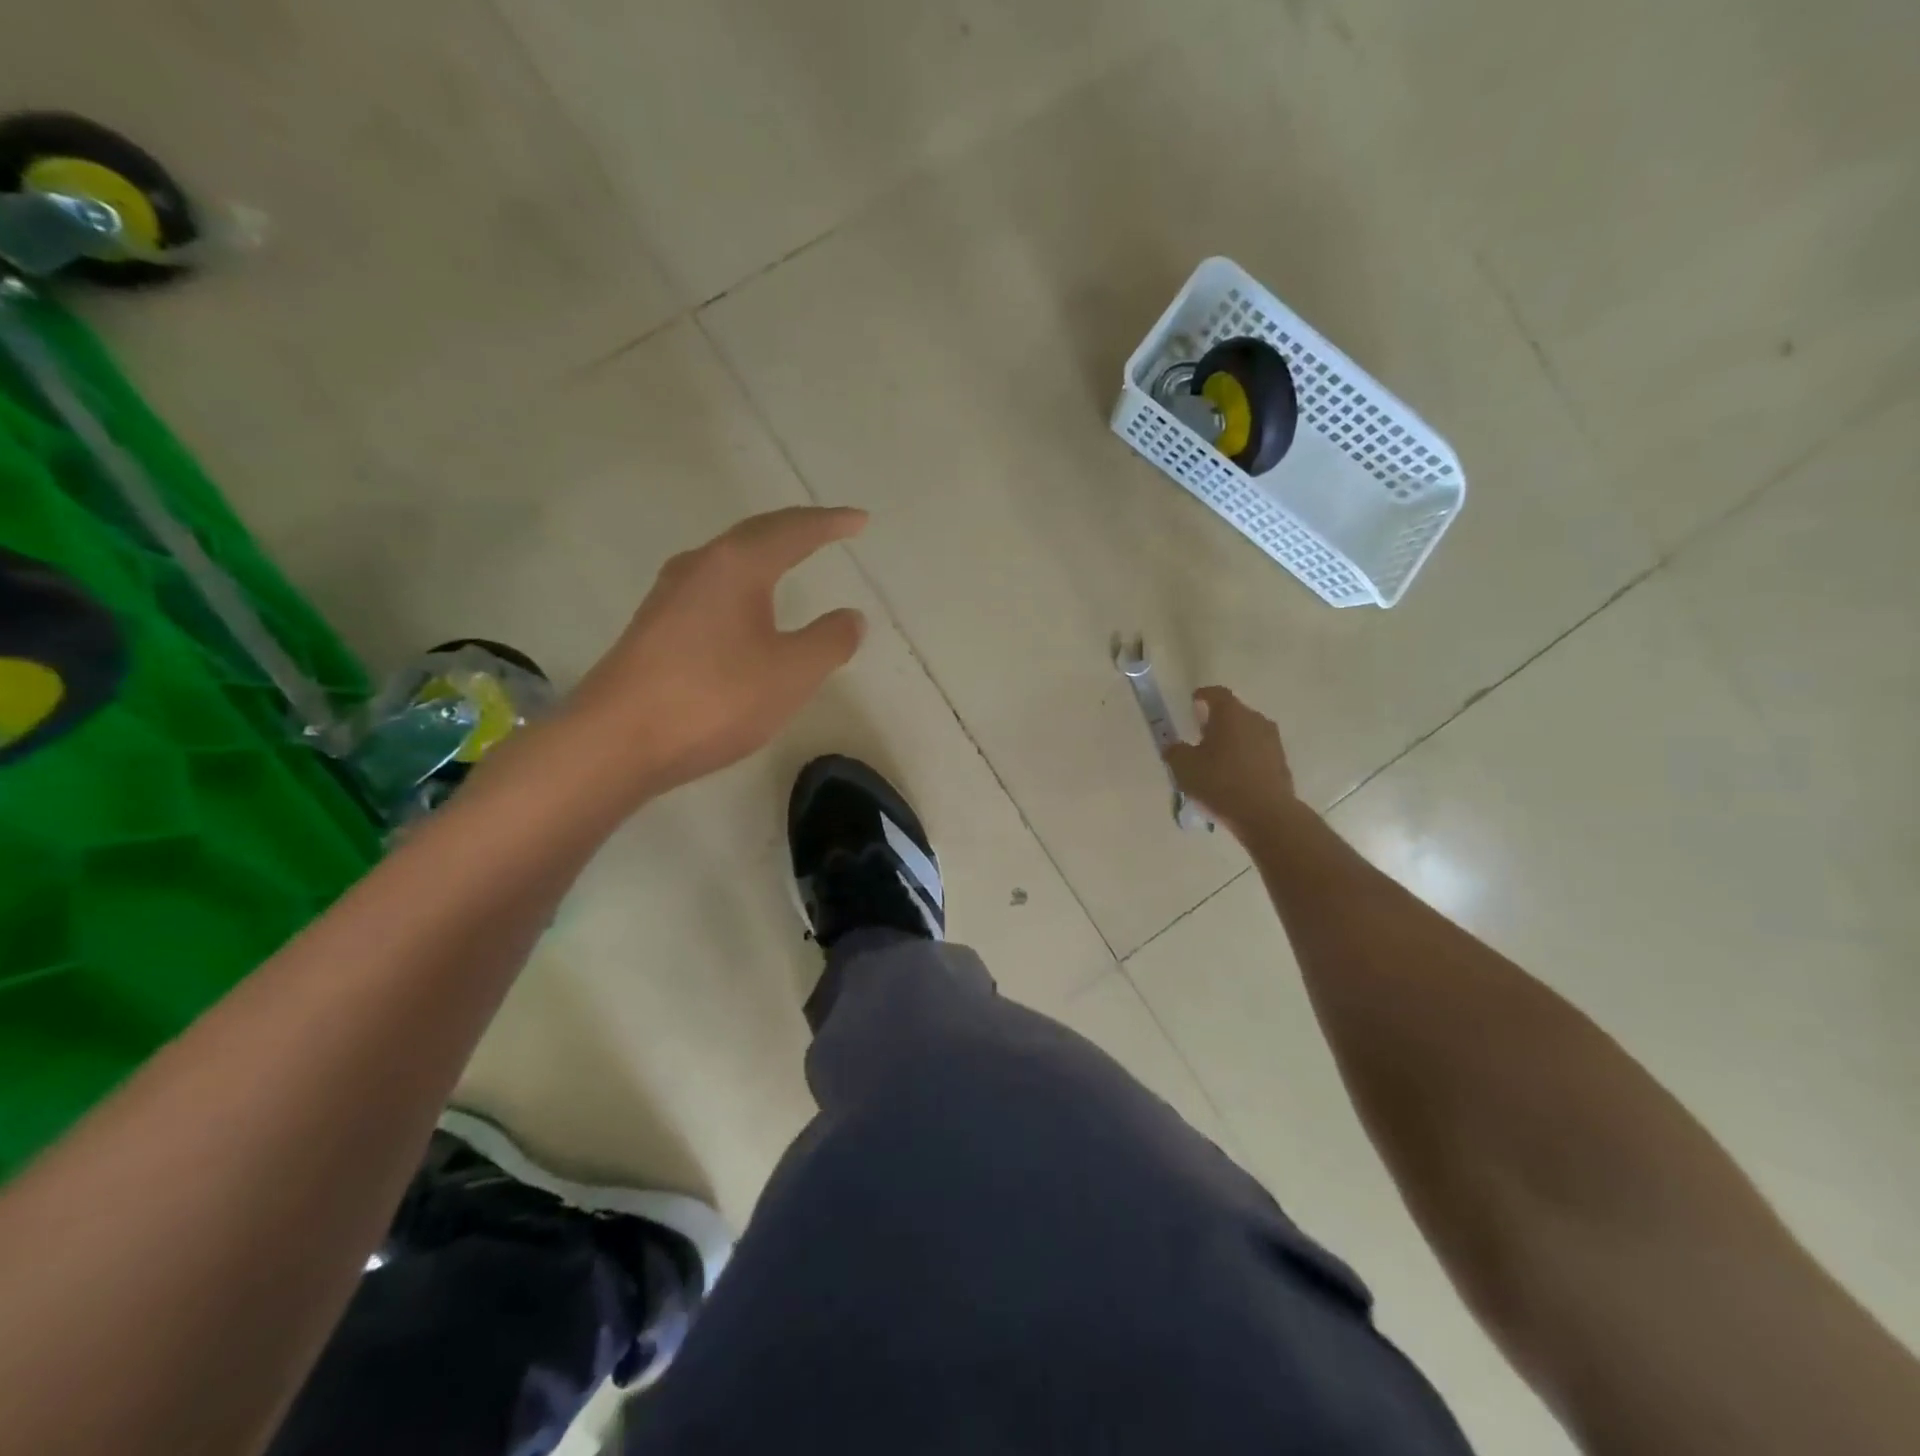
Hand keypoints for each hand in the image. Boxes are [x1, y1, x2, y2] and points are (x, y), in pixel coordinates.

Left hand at [566, 506, 868, 797]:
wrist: (616, 741)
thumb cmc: (714, 699)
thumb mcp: (791, 673)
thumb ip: (829, 641)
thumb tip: (851, 616)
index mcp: (736, 566)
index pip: (793, 531)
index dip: (830, 524)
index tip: (860, 520)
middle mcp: (699, 567)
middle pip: (755, 534)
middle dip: (796, 529)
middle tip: (829, 530)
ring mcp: (669, 596)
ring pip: (728, 560)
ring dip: (764, 554)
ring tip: (790, 559)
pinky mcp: (654, 627)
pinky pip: (711, 588)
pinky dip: (742, 585)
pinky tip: (744, 609)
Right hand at [1162, 686, 1300, 838]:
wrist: (1265, 814)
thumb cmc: (1219, 783)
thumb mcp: (1184, 767)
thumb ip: (1174, 751)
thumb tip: (1173, 747)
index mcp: (1231, 714)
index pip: (1216, 693)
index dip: (1203, 695)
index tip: (1193, 701)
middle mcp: (1255, 720)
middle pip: (1233, 713)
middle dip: (1216, 721)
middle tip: (1200, 735)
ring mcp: (1272, 741)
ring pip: (1247, 733)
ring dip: (1232, 741)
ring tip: (1216, 759)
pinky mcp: (1281, 763)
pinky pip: (1257, 753)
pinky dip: (1244, 758)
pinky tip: (1233, 777)